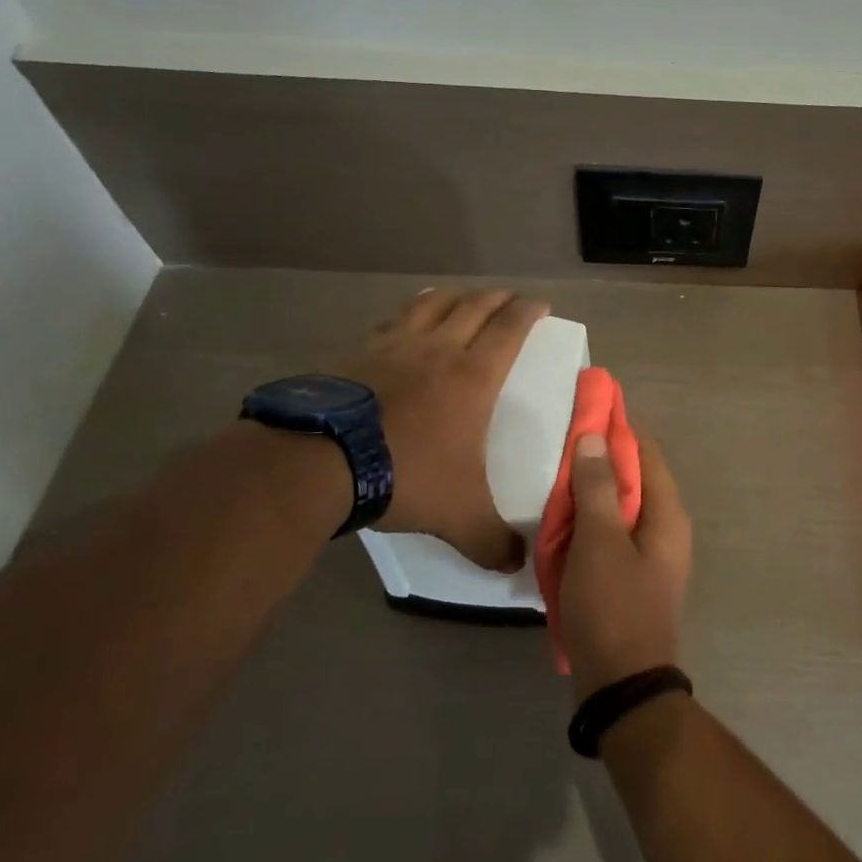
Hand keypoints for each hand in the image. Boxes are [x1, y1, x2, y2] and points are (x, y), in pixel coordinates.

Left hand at [334, 288, 546, 570]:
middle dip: (497, 298)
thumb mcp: (459, 516)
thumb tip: (516, 566)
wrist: (320, 462)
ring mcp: (394, 346)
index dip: (528, 312)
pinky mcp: (357, 352)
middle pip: (474, 306)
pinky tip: (404, 320)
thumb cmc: (406, 475)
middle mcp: (438, 349)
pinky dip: (408, 312)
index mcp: (473, 376)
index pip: (510, 329)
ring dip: (454, 296)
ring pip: (432, 304)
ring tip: (462, 295)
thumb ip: (491, 541)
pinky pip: (391, 320)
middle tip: (509, 297)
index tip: (540, 305)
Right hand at [558, 433, 691, 699]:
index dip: (618, 427)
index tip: (585, 407)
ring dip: (592, 491)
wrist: (621, 686)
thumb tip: (596, 436)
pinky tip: (562, 521)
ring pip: (620, 507)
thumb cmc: (612, 606)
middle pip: (633, 477)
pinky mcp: (633, 576)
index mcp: (667, 513)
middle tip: (561, 442)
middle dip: (600, 458)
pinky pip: (612, 534)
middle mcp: (666, 528)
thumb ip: (598, 487)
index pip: (646, 452)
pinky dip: (590, 521)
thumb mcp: (599, 542)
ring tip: (555, 475)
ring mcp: (651, 555)